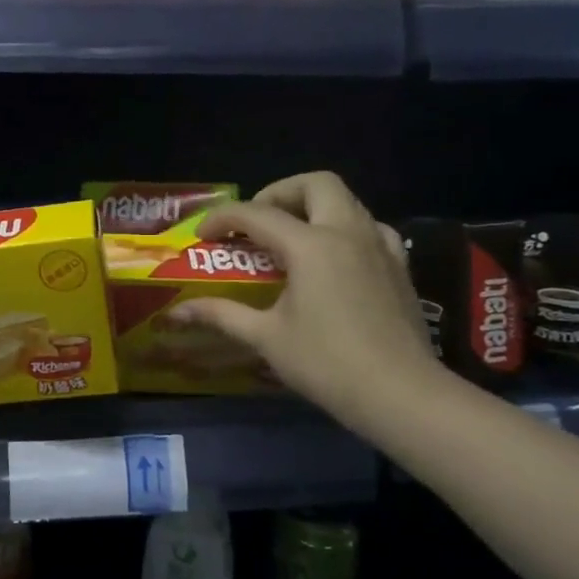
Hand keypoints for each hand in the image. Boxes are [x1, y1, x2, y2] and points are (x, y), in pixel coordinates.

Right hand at [164, 171, 439, 428]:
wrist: (401, 394)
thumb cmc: (326, 363)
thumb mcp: (266, 337)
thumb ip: (221, 315)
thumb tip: (176, 311)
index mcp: (312, 245)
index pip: (258, 214)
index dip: (224, 218)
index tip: (202, 234)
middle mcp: (348, 233)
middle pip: (315, 184)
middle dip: (278, 194)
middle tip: (255, 223)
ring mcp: (380, 247)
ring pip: (347, 201)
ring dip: (313, 208)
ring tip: (289, 240)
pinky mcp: (399, 266)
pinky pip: (370, 228)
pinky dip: (344, 229)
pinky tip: (331, 260)